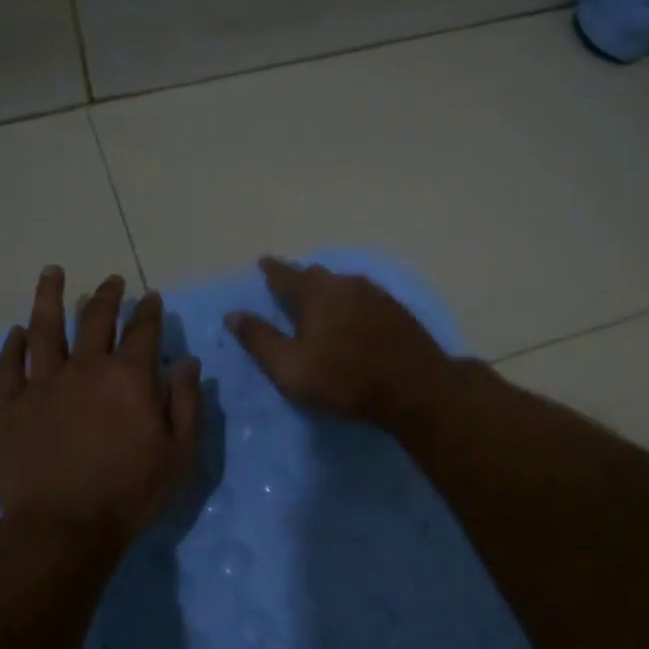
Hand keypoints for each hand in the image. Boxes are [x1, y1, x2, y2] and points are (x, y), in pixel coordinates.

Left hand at [0, 267, 201, 543]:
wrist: (63, 527)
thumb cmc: (131, 493)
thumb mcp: (181, 454)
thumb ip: (187, 403)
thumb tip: (188, 362)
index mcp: (129, 377)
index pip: (143, 330)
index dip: (149, 310)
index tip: (152, 297)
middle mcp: (85, 368)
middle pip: (94, 318)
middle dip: (106, 296)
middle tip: (111, 282)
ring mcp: (43, 383)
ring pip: (44, 328)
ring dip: (49, 297)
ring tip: (53, 273)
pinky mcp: (10, 405)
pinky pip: (8, 365)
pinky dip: (12, 345)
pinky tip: (16, 332)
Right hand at [226, 258, 452, 426]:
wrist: (414, 387)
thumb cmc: (344, 380)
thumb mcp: (290, 368)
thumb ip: (260, 340)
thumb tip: (233, 314)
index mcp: (315, 294)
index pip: (285, 275)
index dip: (271, 269)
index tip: (263, 262)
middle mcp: (345, 284)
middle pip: (317, 275)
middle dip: (300, 278)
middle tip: (290, 285)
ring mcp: (375, 294)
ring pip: (343, 284)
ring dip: (328, 289)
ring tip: (321, 300)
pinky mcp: (397, 310)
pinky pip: (365, 296)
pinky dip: (351, 301)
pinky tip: (354, 313)